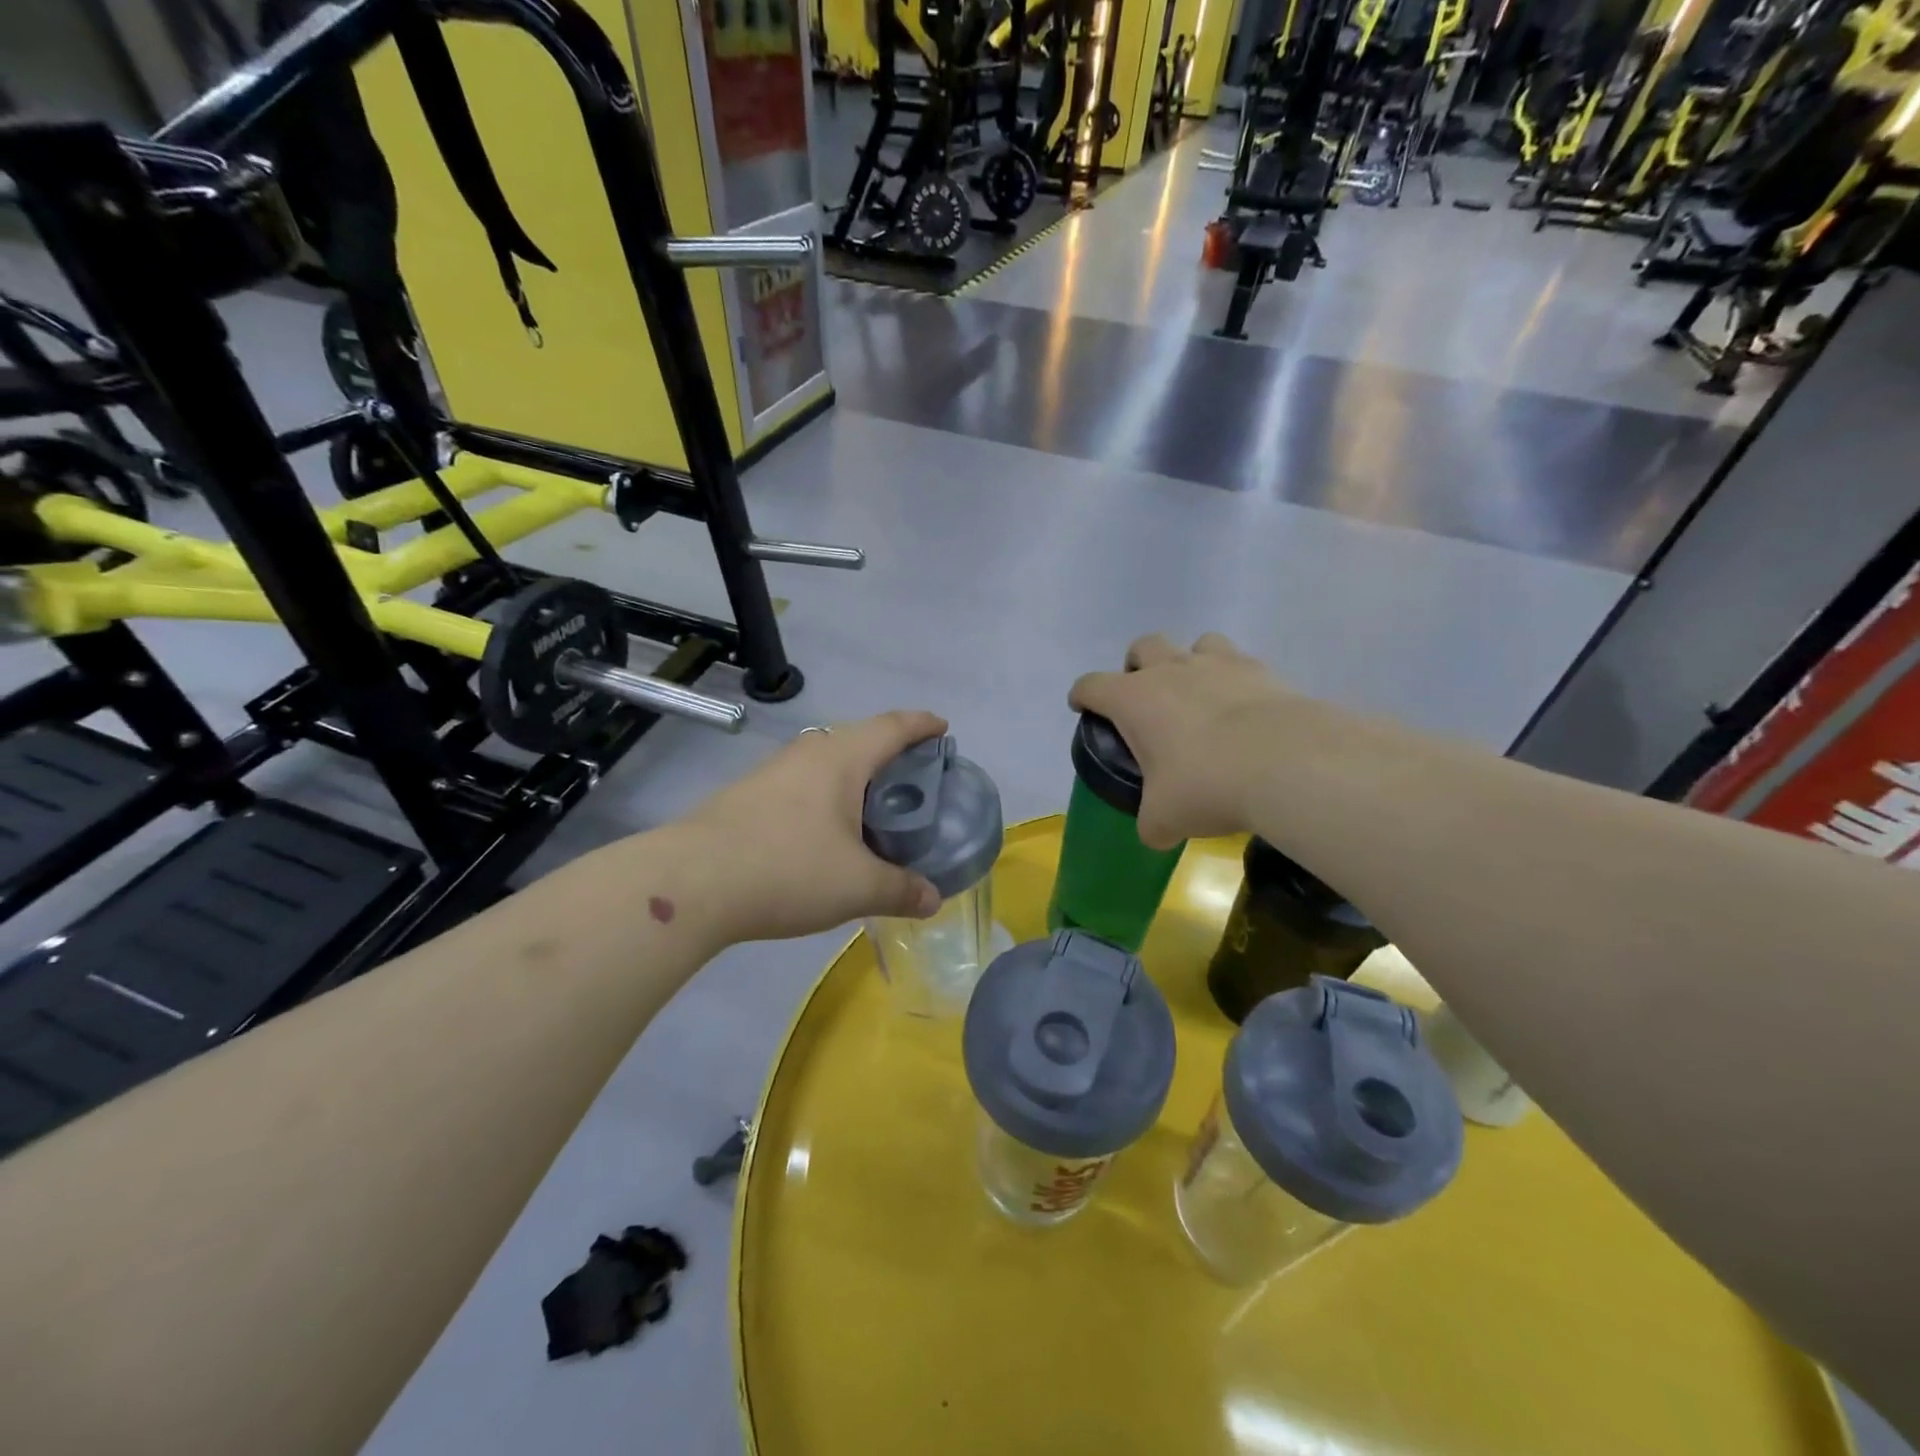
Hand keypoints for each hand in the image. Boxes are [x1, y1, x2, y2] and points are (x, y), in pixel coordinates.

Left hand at [681, 710, 948, 942]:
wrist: (691, 883)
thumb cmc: (788, 869)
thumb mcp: (857, 886)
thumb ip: (901, 889)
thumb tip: (933, 899)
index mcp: (842, 758)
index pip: (893, 726)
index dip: (922, 725)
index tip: (942, 729)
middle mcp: (808, 753)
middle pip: (860, 739)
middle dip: (891, 754)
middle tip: (915, 782)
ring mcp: (772, 772)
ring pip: (827, 763)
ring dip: (855, 778)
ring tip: (875, 810)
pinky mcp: (748, 796)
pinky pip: (803, 785)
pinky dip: (827, 798)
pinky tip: (827, 833)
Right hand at [1070, 633, 1293, 848]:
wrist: (1286, 763)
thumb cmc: (1206, 785)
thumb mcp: (1164, 818)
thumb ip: (1152, 823)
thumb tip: (1154, 832)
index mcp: (1133, 699)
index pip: (1091, 685)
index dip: (1082, 696)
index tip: (1083, 707)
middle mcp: (1171, 671)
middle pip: (1142, 646)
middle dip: (1137, 666)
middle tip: (1146, 699)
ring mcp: (1218, 664)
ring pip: (1196, 644)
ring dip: (1190, 663)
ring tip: (1200, 696)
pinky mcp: (1261, 671)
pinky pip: (1240, 662)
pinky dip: (1235, 680)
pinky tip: (1244, 709)